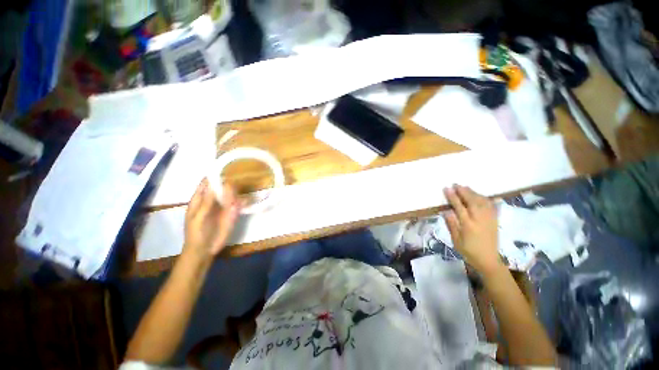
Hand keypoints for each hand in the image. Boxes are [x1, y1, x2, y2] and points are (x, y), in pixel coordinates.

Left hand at [184, 178, 240, 259]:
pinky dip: (243, 201)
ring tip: (246, 184)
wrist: (205, 249)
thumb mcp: (198, 217)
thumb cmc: (196, 233)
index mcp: (200, 199)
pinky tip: (248, 199)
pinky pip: (239, 204)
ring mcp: (223, 207)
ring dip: (238, 191)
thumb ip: (207, 202)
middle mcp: (213, 200)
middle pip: (221, 187)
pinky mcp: (232, 213)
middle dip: (229, 181)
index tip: (224, 167)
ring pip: (231, 194)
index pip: (206, 183)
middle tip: (240, 175)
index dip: (213, 175)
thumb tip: (215, 185)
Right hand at [443, 184, 502, 275]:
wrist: (488, 260)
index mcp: (468, 226)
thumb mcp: (456, 240)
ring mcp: (489, 220)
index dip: (453, 197)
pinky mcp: (494, 221)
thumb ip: (451, 225)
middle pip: (472, 202)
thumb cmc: (468, 251)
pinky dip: (485, 199)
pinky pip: (491, 206)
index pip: (459, 207)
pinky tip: (480, 196)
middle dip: (464, 192)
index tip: (447, 189)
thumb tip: (446, 211)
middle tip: (456, 184)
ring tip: (466, 187)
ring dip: (474, 193)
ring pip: (482, 202)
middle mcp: (480, 220)